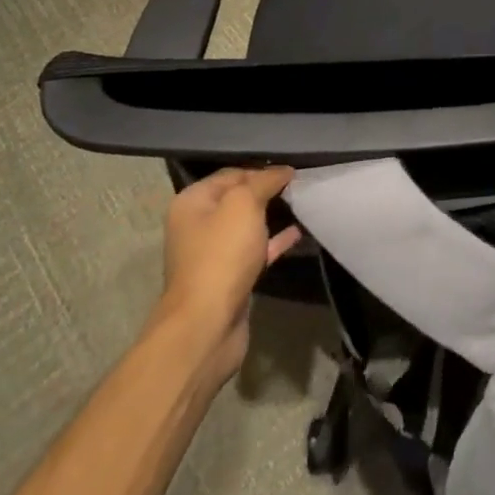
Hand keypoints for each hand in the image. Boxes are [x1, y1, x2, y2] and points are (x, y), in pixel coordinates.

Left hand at [154, 165, 299, 386]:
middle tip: (299, 185)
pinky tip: (299, 232)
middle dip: (267, 192)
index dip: (261, 170)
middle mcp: (198, 226)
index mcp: (193, 203)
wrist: (208, 323)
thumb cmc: (222, 254)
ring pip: (248, 226)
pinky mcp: (229, 277)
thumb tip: (282, 171)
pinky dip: (275, 241)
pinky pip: (256, 250)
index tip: (291, 171)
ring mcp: (213, 254)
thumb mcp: (244, 204)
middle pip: (238, 199)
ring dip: (273, 216)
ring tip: (302, 204)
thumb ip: (264, 181)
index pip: (231, 174)